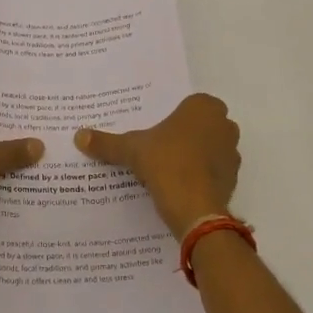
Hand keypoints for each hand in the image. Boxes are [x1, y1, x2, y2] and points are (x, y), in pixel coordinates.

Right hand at [75, 93, 239, 239]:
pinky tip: (180, 185)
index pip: (189, 104)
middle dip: (185, 134)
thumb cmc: (165, 163)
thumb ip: (107, 142)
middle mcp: (224, 124)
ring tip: (168, 168)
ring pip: (211, 148)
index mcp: (203, 107)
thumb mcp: (130, 150)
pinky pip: (215, 171)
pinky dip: (202, 175)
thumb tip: (79, 136)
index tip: (157, 129)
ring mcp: (232, 152)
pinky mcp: (234, 178)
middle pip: (201, 125)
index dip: (174, 116)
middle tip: (159, 147)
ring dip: (195, 155)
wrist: (195, 208)